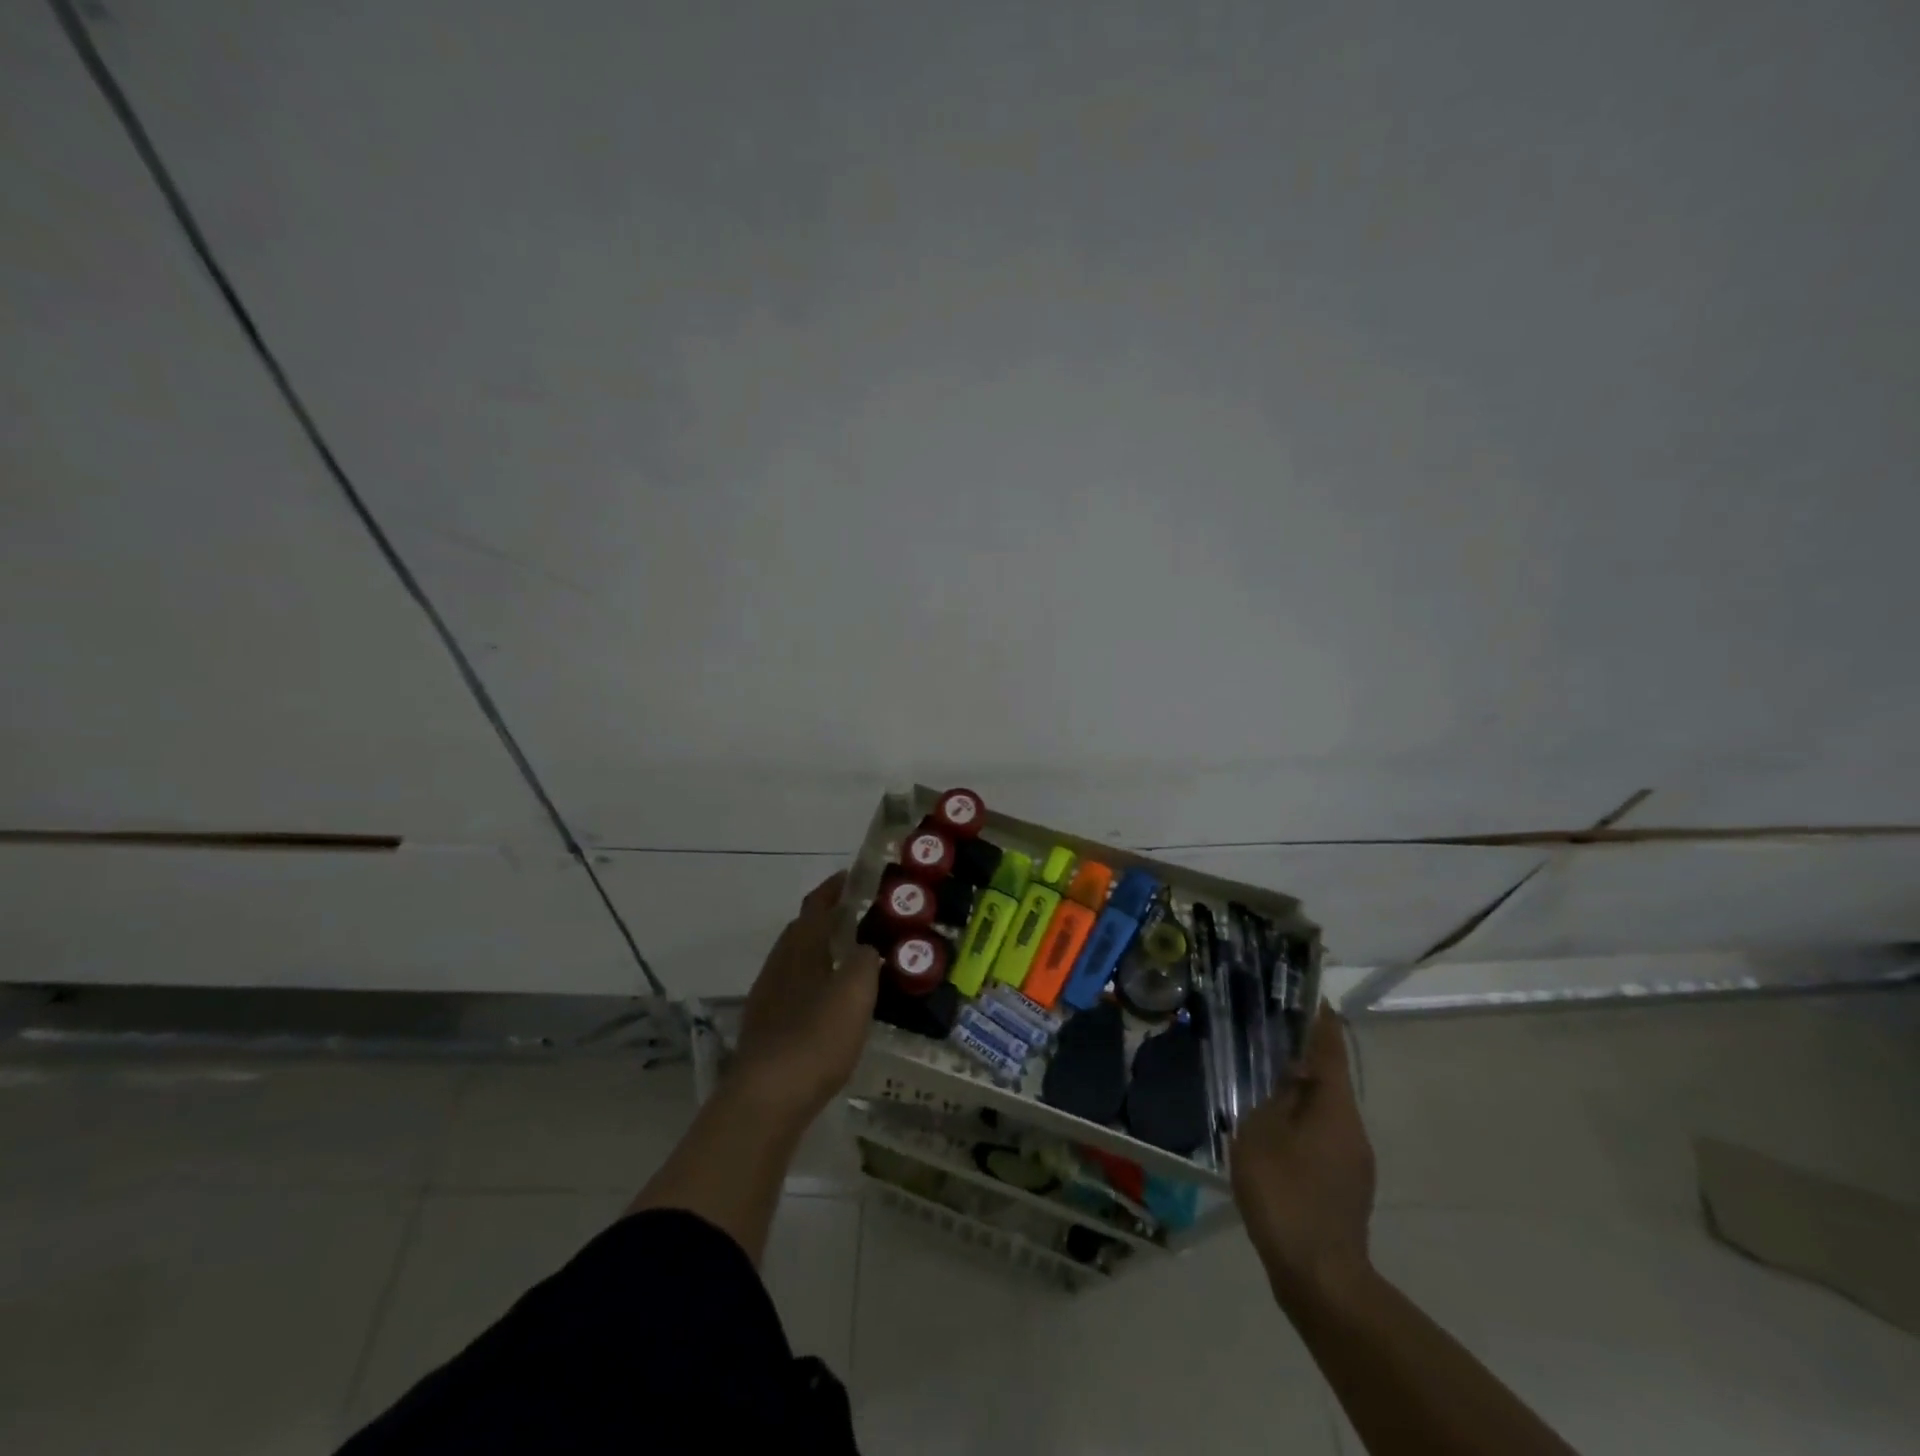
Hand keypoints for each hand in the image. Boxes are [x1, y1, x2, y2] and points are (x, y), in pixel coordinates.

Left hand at [728, 871, 880, 1119]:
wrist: (767, 1096)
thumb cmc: (817, 1036)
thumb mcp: (856, 992)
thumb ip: (866, 961)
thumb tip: (867, 949)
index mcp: (801, 948)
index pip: (816, 905)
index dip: (833, 888)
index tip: (851, 877)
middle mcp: (779, 965)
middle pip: (800, 930)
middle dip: (825, 918)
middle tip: (856, 918)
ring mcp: (767, 997)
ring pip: (794, 961)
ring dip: (817, 951)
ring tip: (846, 959)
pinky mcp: (764, 1027)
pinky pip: (791, 989)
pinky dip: (811, 982)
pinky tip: (826, 1003)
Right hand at [1231, 1004, 1376, 1303]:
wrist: (1319, 1277)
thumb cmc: (1285, 1194)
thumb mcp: (1262, 1134)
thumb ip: (1276, 1097)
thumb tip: (1293, 1072)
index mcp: (1335, 1108)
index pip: (1330, 1050)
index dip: (1321, 1021)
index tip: (1310, 995)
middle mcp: (1353, 1128)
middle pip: (1331, 1080)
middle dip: (1305, 1057)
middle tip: (1271, 1037)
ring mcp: (1354, 1161)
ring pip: (1326, 1111)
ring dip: (1301, 1093)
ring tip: (1264, 1082)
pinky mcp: (1346, 1186)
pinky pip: (1323, 1138)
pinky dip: (1301, 1123)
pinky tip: (1273, 1133)